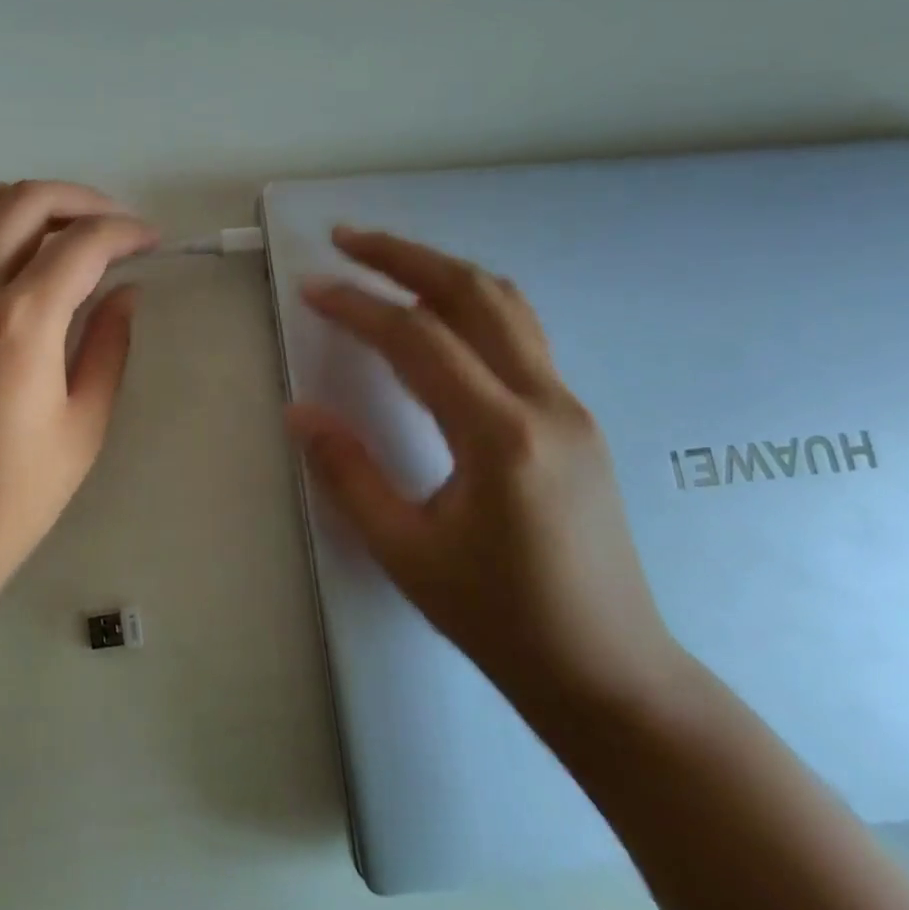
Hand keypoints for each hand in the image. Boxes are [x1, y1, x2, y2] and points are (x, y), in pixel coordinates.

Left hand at [0, 181, 157, 612]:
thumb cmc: (17, 492)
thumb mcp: (85, 422)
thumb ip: (109, 344)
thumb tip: (125, 290)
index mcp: (21, 323)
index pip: (83, 244)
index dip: (126, 232)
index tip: (152, 241)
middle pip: (26, 201)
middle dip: (82, 200)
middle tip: (114, 224)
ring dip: (21, 200)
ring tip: (57, 227)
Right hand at [288, 227, 685, 715]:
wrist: (609, 671)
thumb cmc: (499, 618)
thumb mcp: (405, 553)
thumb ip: (348, 473)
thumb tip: (299, 411)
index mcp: (501, 436)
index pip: (419, 341)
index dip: (359, 306)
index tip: (311, 286)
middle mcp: (545, 403)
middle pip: (473, 295)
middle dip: (405, 257)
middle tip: (347, 238)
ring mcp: (569, 406)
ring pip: (507, 305)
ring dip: (441, 271)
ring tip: (386, 259)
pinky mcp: (574, 419)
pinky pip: (519, 334)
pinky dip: (469, 303)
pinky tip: (436, 314)